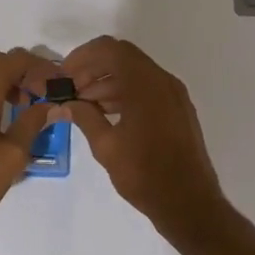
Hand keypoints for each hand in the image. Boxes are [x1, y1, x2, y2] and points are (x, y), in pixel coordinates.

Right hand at [60, 36, 227, 241]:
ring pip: (134, 72)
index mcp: (145, 83)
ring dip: (107, 82)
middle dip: (93, 68)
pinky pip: (147, 88)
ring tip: (83, 105)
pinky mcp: (178, 109)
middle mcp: (162, 80)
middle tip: (70, 89)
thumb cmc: (146, 175)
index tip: (64, 75)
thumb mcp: (106, 147)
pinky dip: (124, 92)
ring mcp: (173, 94)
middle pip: (122, 57)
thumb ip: (84, 117)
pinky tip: (106, 114)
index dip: (83, 56)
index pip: (109, 49)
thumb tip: (64, 104)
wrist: (191, 205)